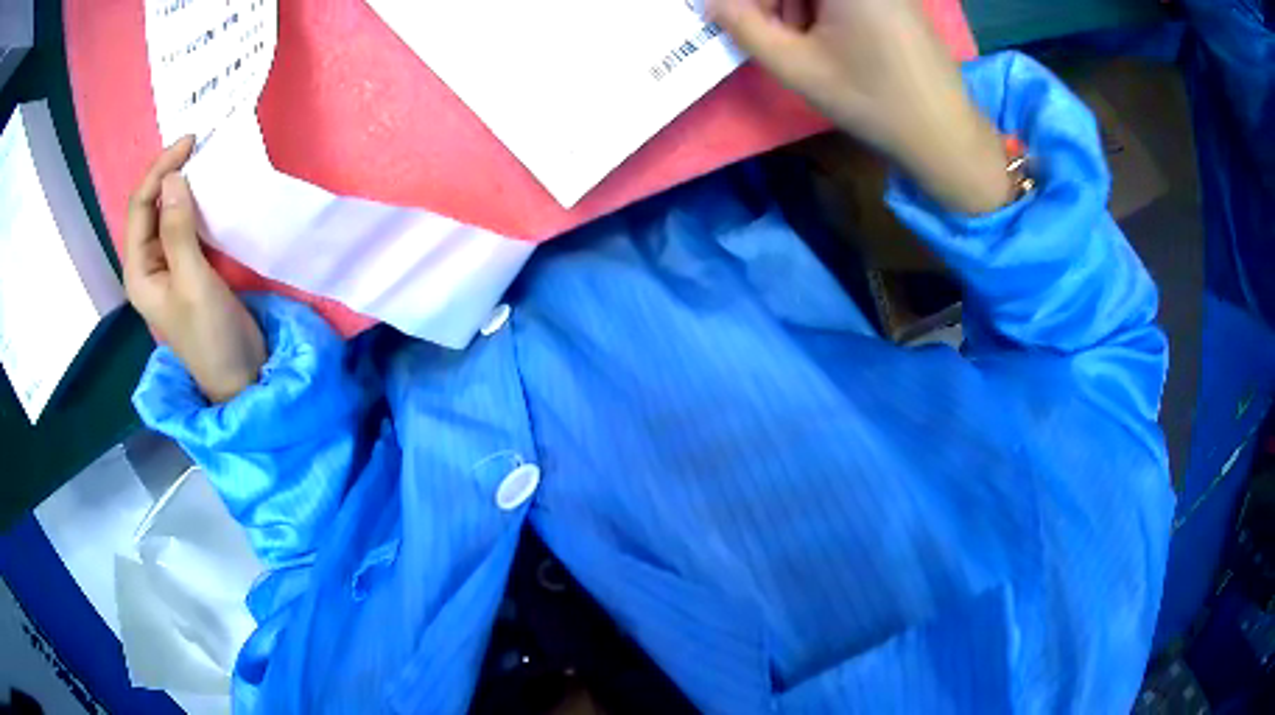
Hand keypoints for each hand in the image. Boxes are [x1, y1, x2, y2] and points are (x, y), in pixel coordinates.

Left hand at [124, 137, 265, 402]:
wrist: (239, 372)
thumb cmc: (211, 334)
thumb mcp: (193, 282)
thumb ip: (179, 231)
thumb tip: (173, 177)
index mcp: (138, 270)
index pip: (140, 207)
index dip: (159, 171)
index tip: (190, 143)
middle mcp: (147, 263)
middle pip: (149, 205)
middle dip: (169, 171)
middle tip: (198, 144)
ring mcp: (166, 263)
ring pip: (166, 211)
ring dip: (182, 184)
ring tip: (203, 158)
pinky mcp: (186, 264)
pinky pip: (183, 222)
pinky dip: (194, 201)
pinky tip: (207, 189)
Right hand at [709, 0, 1014, 212]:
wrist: (944, 135)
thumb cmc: (871, 100)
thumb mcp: (796, 66)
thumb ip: (744, 27)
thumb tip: (712, 3)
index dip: (754, 3)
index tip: (739, 20)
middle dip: (775, 3)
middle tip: (767, 33)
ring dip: (796, 6)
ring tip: (798, 43)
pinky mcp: (897, 0)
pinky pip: (845, 0)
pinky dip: (822, 10)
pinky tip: (825, 39)